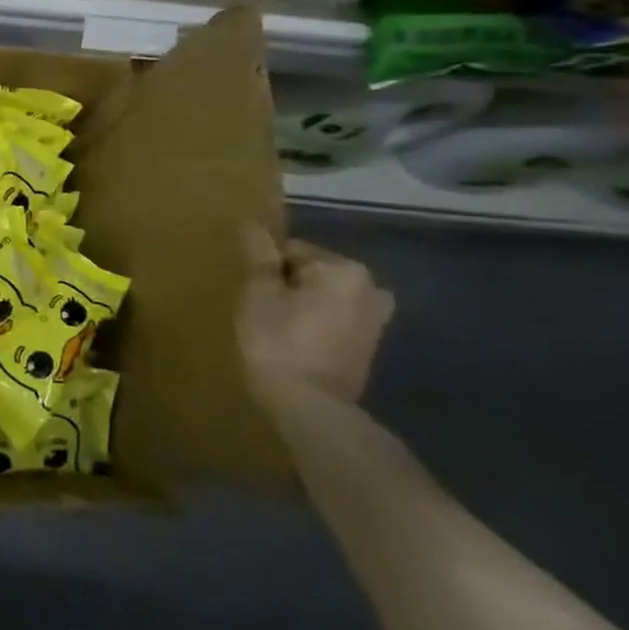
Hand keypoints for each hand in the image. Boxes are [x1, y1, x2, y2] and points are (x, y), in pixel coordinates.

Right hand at [238, 226, 393, 407]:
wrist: (310, 405)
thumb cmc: (278, 342)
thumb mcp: (259, 294)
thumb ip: (259, 257)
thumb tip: (254, 224)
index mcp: (344, 269)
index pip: (292, 250)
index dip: (266, 269)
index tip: (252, 292)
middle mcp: (370, 288)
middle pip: (313, 272)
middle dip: (288, 285)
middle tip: (262, 308)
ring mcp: (376, 319)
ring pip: (325, 296)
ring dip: (304, 304)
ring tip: (276, 325)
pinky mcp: (371, 344)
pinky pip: (336, 318)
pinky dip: (317, 323)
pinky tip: (296, 341)